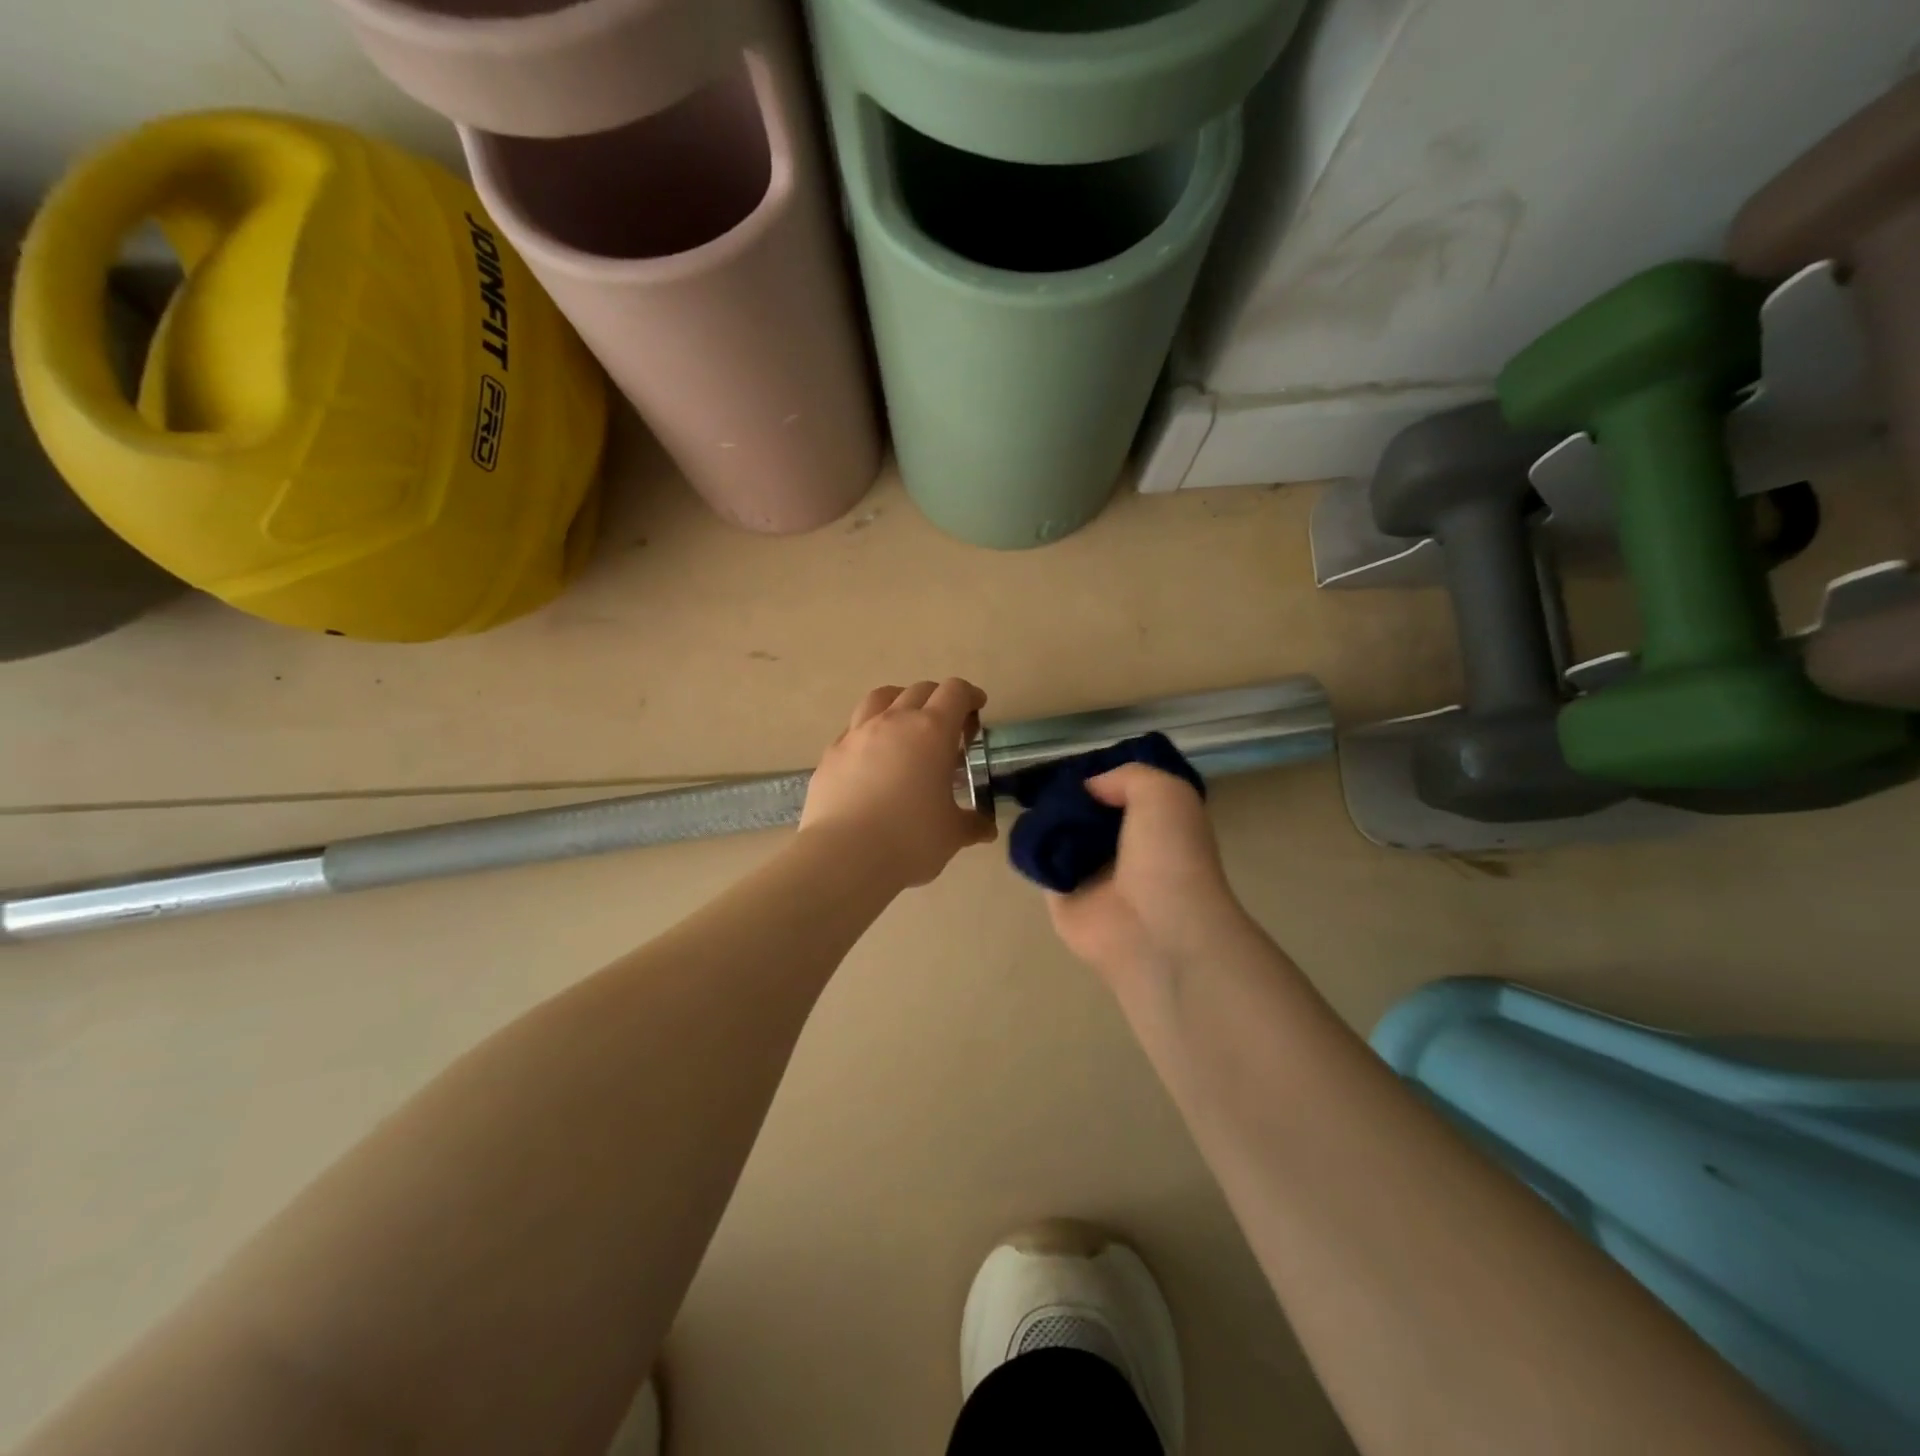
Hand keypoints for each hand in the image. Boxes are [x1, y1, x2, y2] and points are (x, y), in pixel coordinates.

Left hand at [801, 679, 996, 888]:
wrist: (844, 856)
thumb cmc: (910, 839)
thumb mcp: (952, 834)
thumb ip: (971, 824)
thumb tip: (985, 829)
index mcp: (931, 731)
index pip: (955, 692)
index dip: (970, 696)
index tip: (977, 709)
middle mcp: (893, 721)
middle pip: (919, 690)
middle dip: (938, 699)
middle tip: (948, 727)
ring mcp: (856, 735)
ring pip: (880, 698)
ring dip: (899, 703)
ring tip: (905, 726)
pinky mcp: (831, 754)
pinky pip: (853, 729)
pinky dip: (869, 732)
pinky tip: (872, 758)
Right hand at [1045, 764, 1249, 979]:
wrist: (1155, 929)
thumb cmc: (1169, 856)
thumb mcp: (1165, 793)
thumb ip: (1127, 776)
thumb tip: (1088, 789)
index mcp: (1157, 826)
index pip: (1124, 793)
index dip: (1103, 776)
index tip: (1079, 764)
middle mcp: (1126, 849)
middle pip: (1088, 813)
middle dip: (1069, 796)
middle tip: (1046, 779)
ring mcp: (1093, 875)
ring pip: (1062, 835)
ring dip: (1047, 818)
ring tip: (1028, 798)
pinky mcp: (1062, 897)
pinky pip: (1040, 863)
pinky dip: (1030, 847)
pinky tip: (1024, 829)